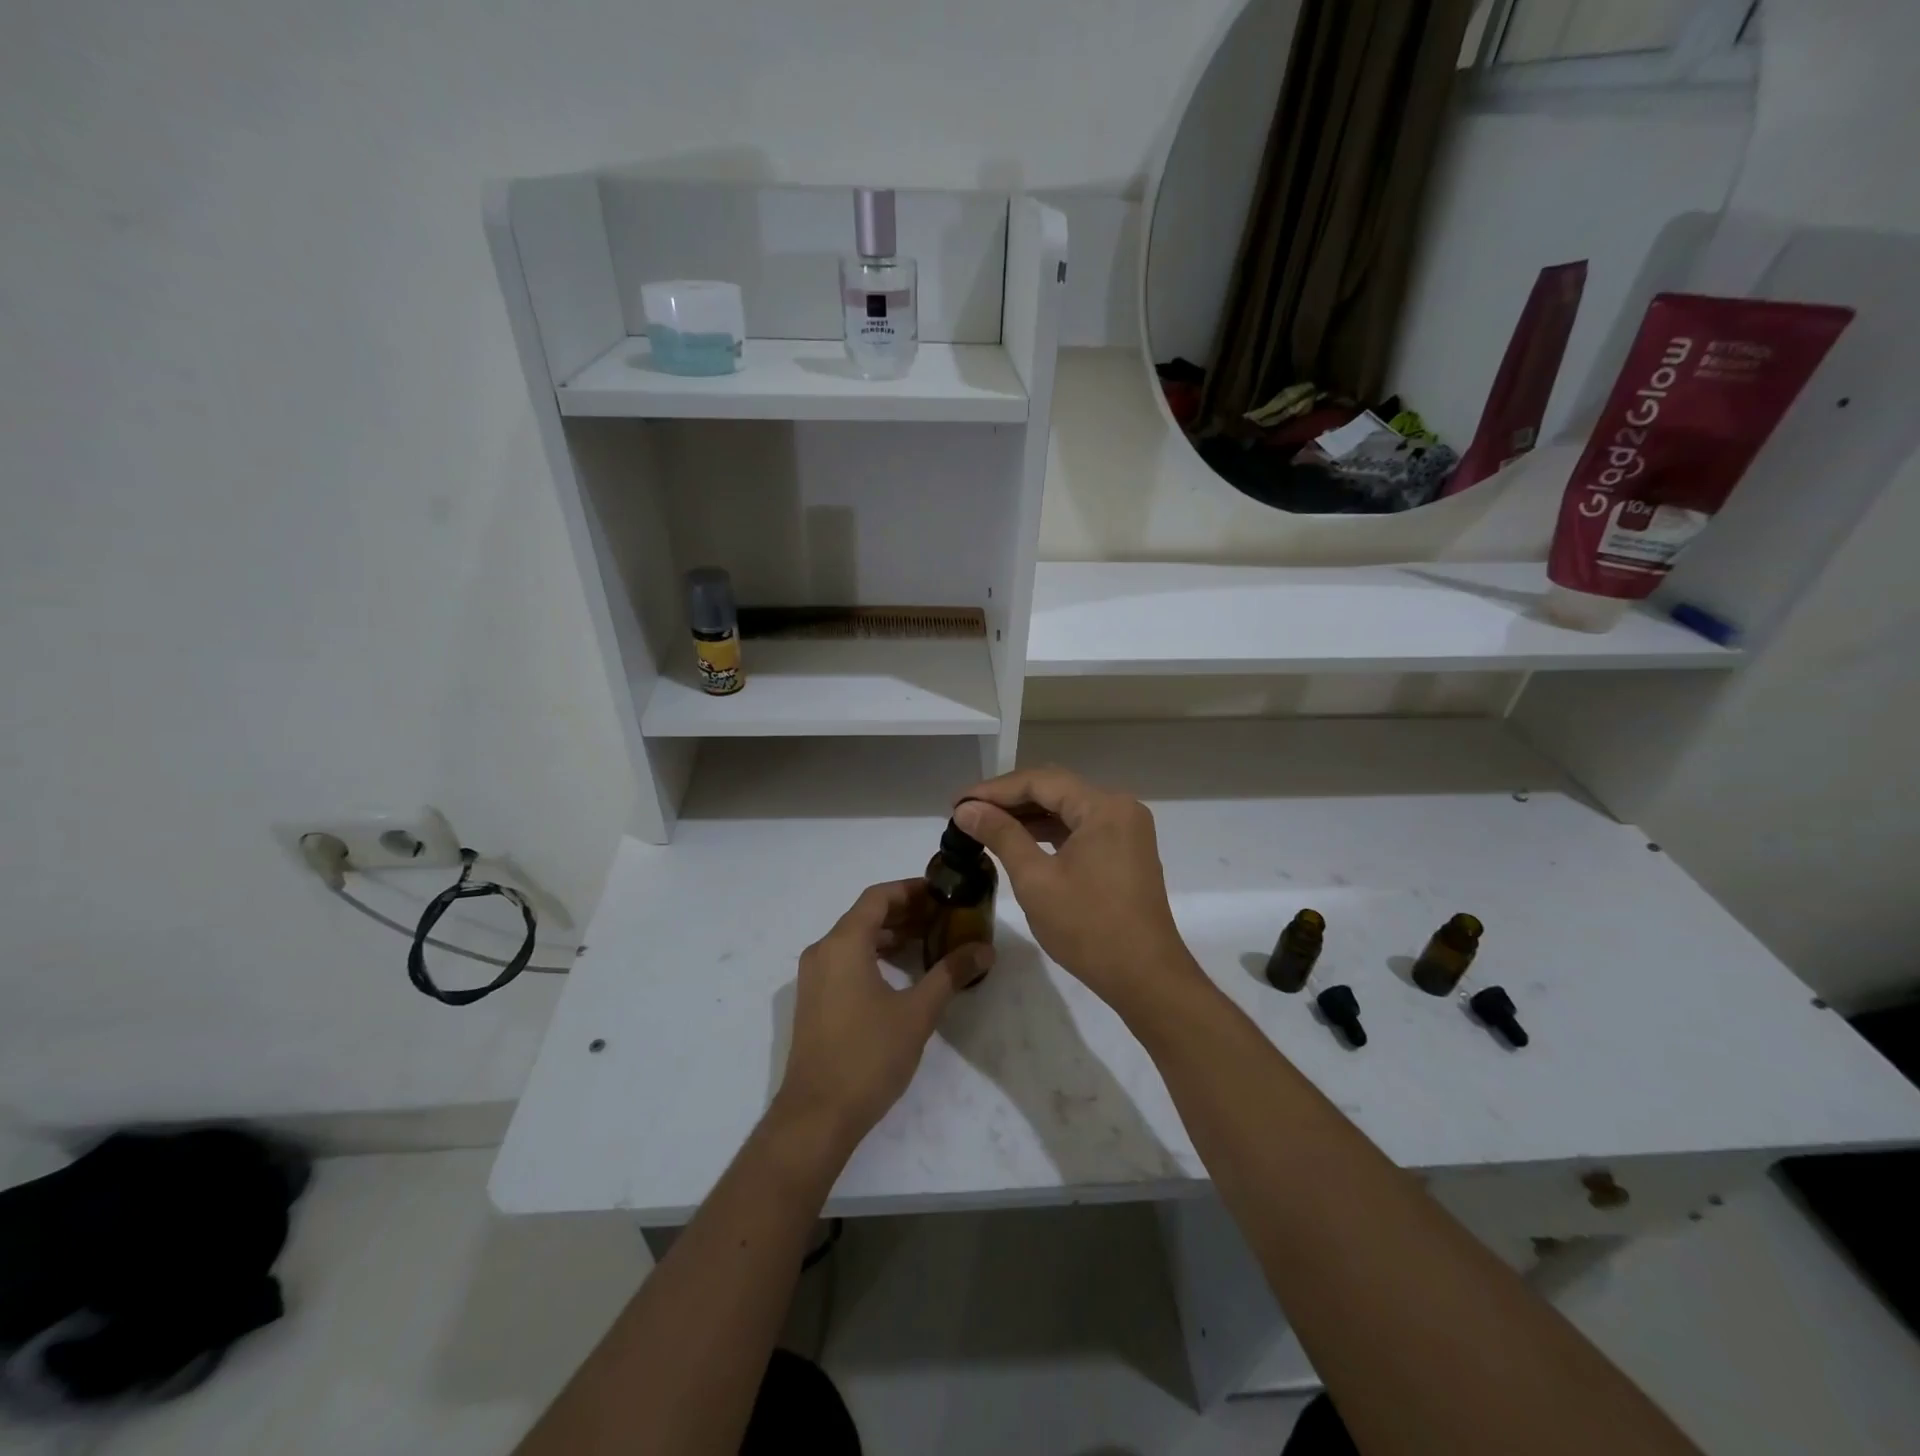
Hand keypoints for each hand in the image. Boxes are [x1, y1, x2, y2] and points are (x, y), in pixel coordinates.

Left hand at [772, 879, 993, 1150]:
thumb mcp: (917, 1013)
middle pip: (866, 915)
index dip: (911, 889)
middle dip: (906, 912)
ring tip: (930, 941)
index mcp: (844, 943)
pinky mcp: (814, 1000)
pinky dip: (875, 955)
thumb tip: (984, 949)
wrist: (816, 1116)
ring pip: (855, 939)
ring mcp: (814, 977)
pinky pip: (846, 960)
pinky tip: (903, 972)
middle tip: (945, 917)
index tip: (944, 894)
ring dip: (891, 934)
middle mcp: (823, 951)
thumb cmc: (868, 1056)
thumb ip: (950, 974)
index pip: (878, 897)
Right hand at [954, 768, 1202, 1016]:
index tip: (957, 802)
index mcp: (1103, 807)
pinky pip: (1081, 828)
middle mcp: (1120, 808)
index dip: (994, 789)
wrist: (1145, 978)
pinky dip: (1049, 832)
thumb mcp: (1036, 880)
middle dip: (1009, 799)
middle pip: (1056, 789)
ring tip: (985, 824)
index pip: (1040, 781)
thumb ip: (1001, 835)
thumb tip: (966, 809)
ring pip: (1067, 808)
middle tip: (967, 811)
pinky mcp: (1125, 851)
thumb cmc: (1088, 927)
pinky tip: (1020, 840)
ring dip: (1028, 815)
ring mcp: (1126, 830)